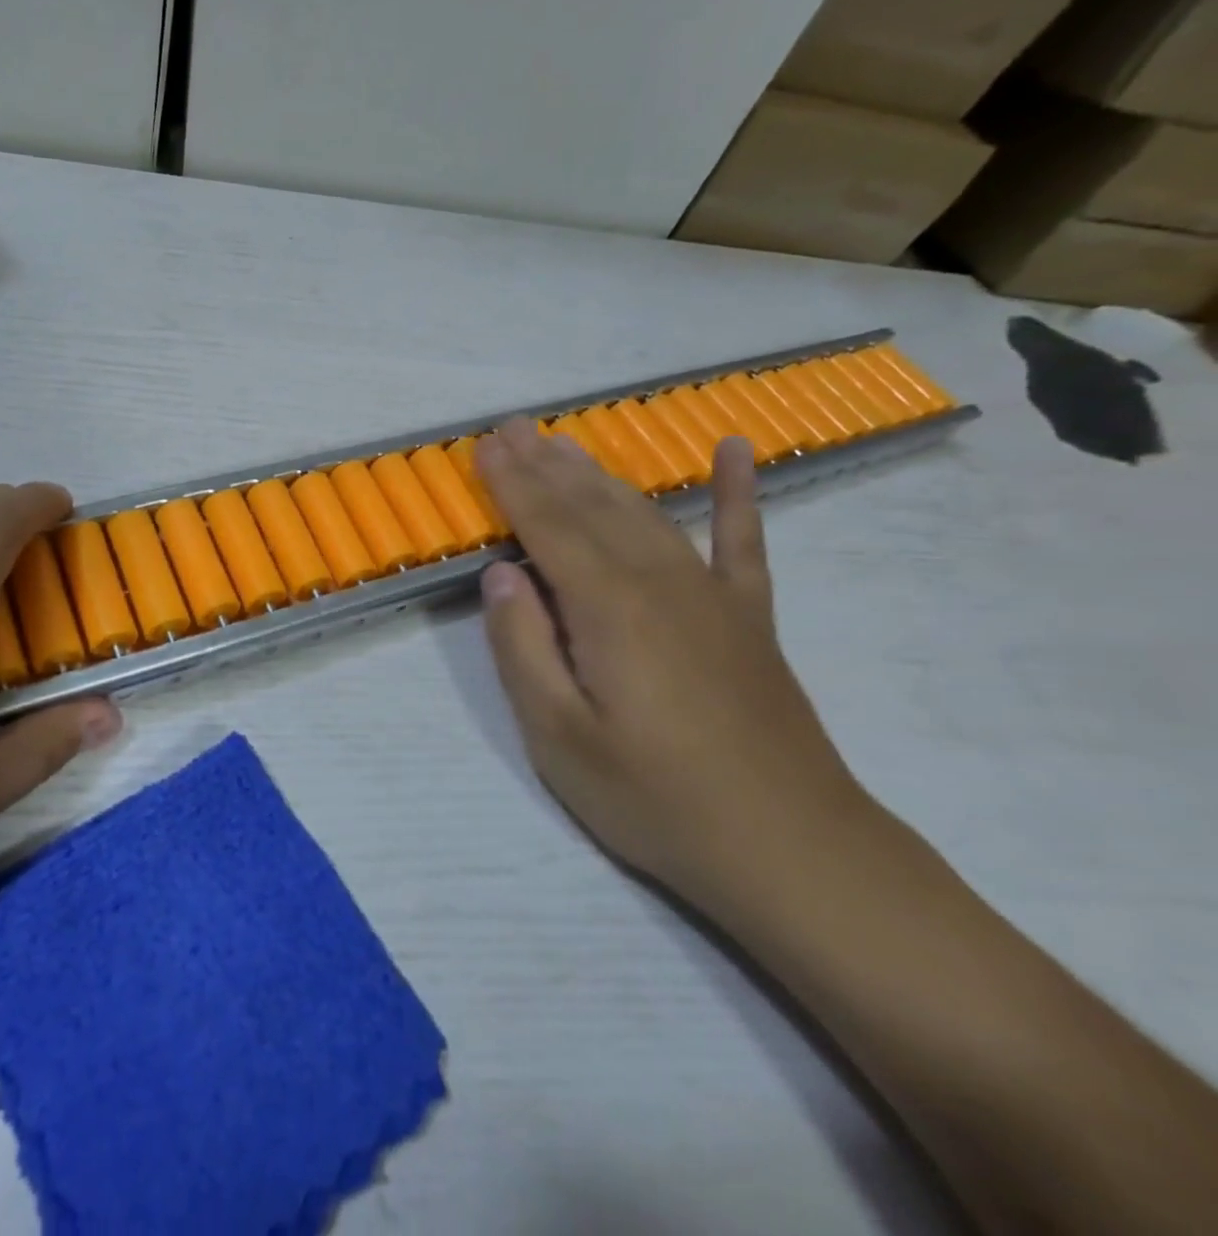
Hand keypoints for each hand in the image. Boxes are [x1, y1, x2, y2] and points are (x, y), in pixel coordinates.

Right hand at [476, 419, 874, 915]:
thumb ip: (524, 648)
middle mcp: (659, 583)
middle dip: (546, 464)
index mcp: (608, 609)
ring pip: (644, 514)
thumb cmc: (656, 799)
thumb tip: (501, 575)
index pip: (548, 527)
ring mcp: (711, 596)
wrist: (791, 849)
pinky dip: (737, 493)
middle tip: (513, 426)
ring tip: (566, 442)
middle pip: (592, 508)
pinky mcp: (748, 618)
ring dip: (600, 474)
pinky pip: (742, 541)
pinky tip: (735, 451)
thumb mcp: (559, 738)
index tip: (484, 444)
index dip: (512, 484)